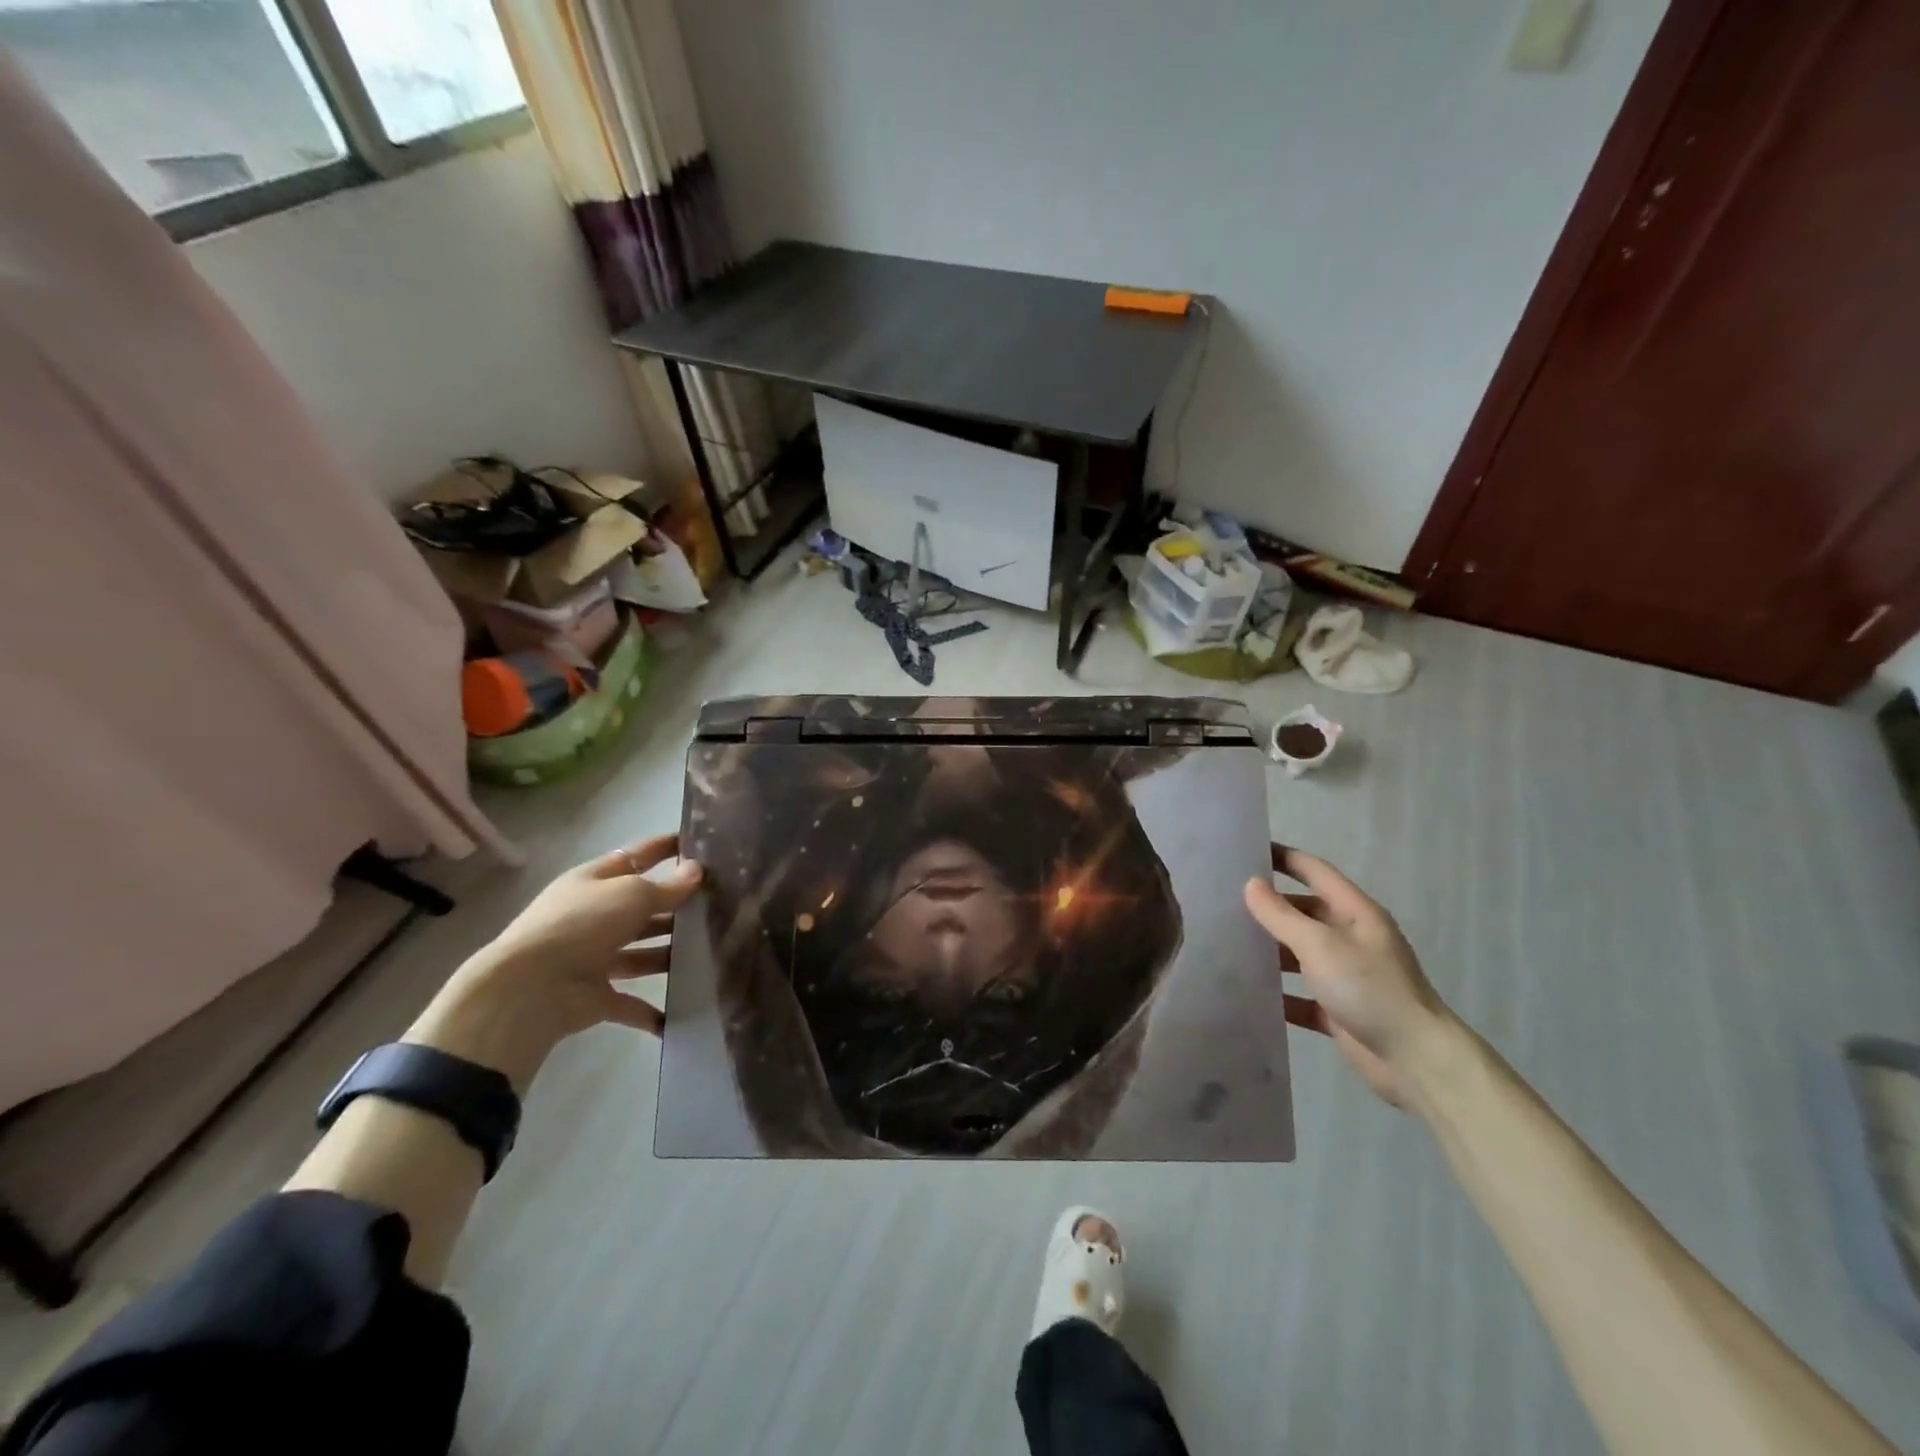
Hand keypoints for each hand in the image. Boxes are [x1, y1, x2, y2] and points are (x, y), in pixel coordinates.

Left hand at [405, 835, 701, 1091]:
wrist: (528, 990)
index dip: (667, 847)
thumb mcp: (630, 894)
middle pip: (643, 907)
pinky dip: (654, 1010)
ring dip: (671, 954)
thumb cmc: (581, 925)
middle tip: (722, 905)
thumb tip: (696, 871)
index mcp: (596, 880)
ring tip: (714, 953)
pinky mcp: (596, 996)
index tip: (703, 843)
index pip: (638, 856)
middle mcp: (594, 915)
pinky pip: (631, 1002)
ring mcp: (593, 957)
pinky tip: (684, 1012)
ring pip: (643, 952)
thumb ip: (667, 887)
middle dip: (678, 907)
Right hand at [1244, 845, 1451, 1109]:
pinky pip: (1302, 995)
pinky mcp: (1340, 1011)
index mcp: (1356, 913)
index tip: (1247, 849)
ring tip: (1227, 945)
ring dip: (1271, 951)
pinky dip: (1280, 994)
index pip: (1315, 872)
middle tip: (1224, 902)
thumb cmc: (1369, 989)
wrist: (1416, 1061)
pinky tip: (1248, 993)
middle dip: (1270, 908)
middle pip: (1305, 913)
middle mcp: (1352, 939)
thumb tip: (1251, 884)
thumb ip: (1282, 915)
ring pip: (1300, 955)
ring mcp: (1347, 976)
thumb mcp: (1320, 945)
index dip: (1284, 858)